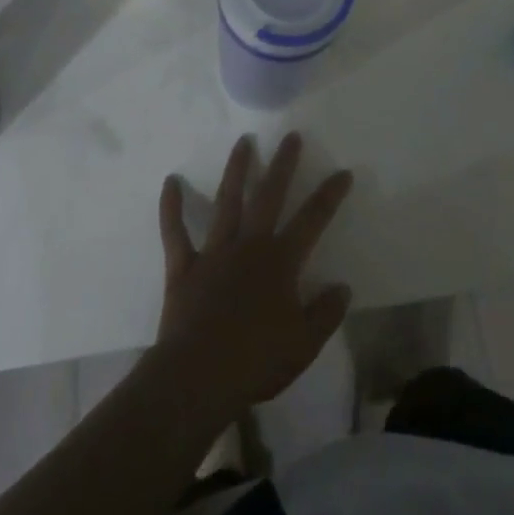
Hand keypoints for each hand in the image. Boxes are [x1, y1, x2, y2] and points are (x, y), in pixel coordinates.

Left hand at [155, 134, 353, 422]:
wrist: (198, 378)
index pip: (313, 220)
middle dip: (283, 164)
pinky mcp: (184, 267)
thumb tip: (343, 287)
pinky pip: (175, 232)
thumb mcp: (304, 344)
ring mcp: (214, 252)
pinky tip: (170, 181)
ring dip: (236, 170)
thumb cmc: (256, 361)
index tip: (342, 172)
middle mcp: (249, 246)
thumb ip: (325, 313)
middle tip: (291, 137)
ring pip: (227, 201)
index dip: (329, 195)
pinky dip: (171, 207)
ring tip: (243, 141)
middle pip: (269, 196)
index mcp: (280, 262)